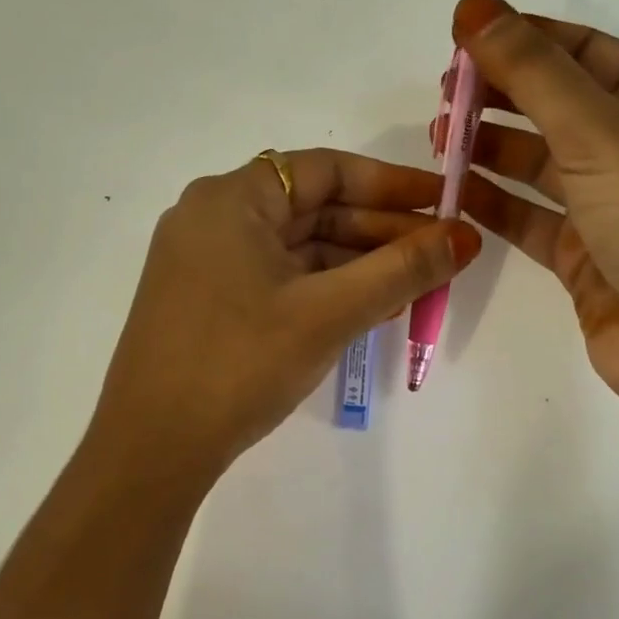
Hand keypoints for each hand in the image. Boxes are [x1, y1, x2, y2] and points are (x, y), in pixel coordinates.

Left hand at [91, 149, 481, 476]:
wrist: (152, 448)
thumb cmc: (240, 363)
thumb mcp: (328, 313)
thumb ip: (401, 271)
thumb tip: (466, 236)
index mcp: (231, 198)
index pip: (326, 170)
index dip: (392, 183)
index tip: (445, 202)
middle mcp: (213, 218)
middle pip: (313, 208)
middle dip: (380, 231)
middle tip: (442, 254)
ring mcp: (206, 262)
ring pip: (298, 247)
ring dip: (357, 264)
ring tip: (416, 286)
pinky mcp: (207, 301)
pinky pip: (278, 278)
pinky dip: (324, 288)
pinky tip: (369, 308)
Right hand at [447, 0, 618, 431]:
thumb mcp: (598, 132)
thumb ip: (531, 71)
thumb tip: (473, 5)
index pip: (586, 51)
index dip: (525, 37)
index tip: (462, 36)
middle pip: (557, 104)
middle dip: (500, 94)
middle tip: (441, 94)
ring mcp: (610, 204)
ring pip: (538, 161)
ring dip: (489, 146)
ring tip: (438, 139)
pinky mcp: (582, 253)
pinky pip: (529, 213)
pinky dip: (493, 199)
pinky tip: (453, 189)